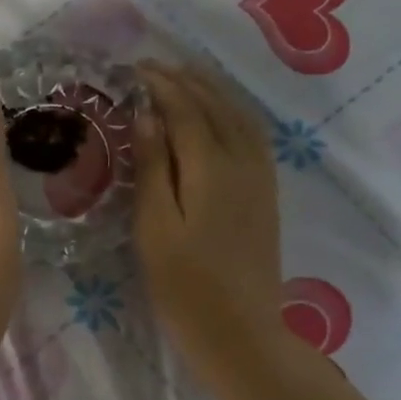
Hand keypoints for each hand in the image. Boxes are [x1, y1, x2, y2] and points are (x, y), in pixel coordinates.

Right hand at [133, 60, 285, 382]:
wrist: (240, 331)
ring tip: (182, 79)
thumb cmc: (184, 285)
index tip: (133, 69)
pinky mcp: (267, 192)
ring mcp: (261, 176)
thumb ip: (153, 167)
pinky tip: (218, 115)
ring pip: (239, 115)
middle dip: (184, 80)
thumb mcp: (155, 227)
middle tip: (151, 68)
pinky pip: (253, 134)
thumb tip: (147, 114)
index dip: (159, 85)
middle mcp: (243, 160)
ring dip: (211, 90)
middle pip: (215, 104)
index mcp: (211, 166)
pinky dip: (232, 111)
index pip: (184, 108)